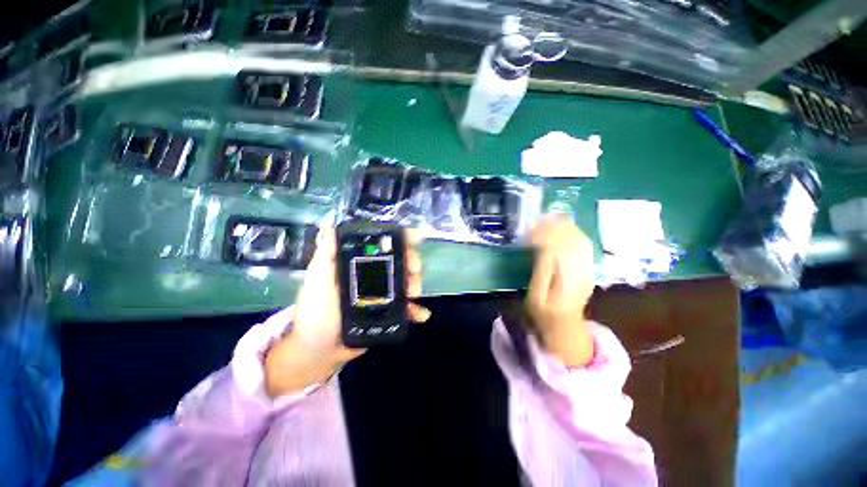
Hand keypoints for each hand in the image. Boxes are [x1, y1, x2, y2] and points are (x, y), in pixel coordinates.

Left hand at [265, 228, 429, 397]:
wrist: (319, 350)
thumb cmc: (316, 311)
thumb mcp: (317, 278)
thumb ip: (325, 254)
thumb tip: (329, 224)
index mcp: (360, 263)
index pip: (383, 245)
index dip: (400, 239)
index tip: (415, 237)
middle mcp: (375, 275)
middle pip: (401, 261)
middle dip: (411, 261)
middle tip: (413, 269)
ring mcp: (384, 294)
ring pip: (407, 282)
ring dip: (415, 284)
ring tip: (413, 294)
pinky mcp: (389, 313)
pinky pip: (407, 309)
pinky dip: (417, 310)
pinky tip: (421, 314)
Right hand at [526, 216, 595, 367]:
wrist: (566, 324)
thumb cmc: (544, 311)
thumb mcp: (536, 293)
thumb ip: (541, 268)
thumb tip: (543, 245)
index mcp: (566, 278)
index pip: (559, 247)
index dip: (545, 234)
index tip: (530, 229)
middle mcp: (582, 269)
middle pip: (572, 240)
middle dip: (556, 227)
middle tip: (539, 220)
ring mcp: (588, 268)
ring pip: (580, 240)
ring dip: (566, 227)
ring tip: (550, 219)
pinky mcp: (589, 267)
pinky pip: (585, 245)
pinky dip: (574, 233)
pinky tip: (564, 228)